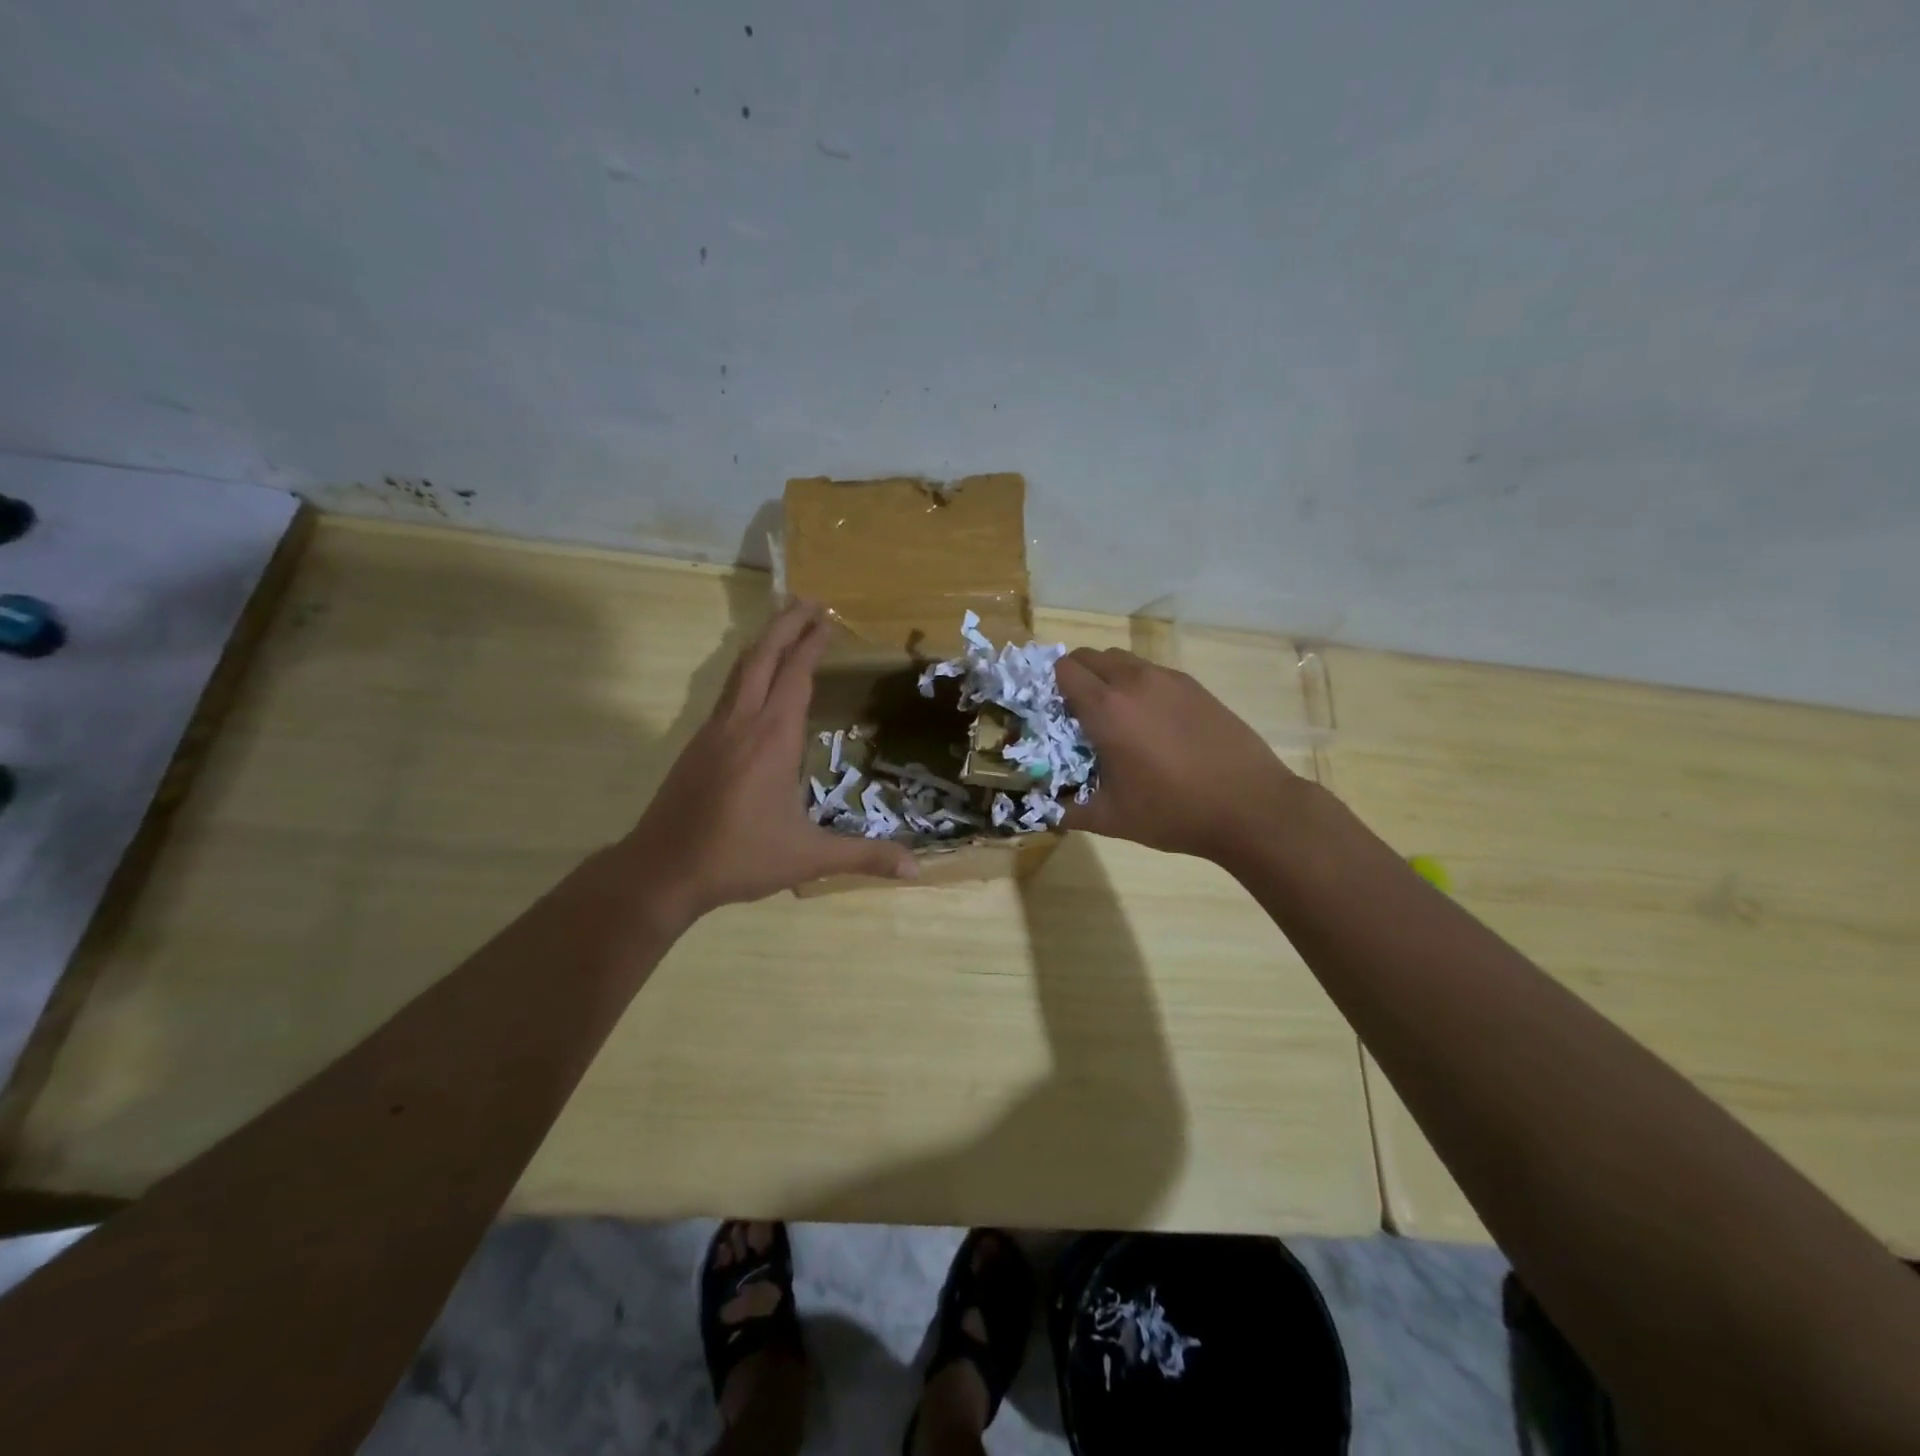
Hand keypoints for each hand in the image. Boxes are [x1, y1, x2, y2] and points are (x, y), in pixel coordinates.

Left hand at [623, 600, 915, 922]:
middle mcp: (741, 723)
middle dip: (786, 624)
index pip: (795, 676)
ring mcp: (714, 731)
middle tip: (809, 601)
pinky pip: (728, 691)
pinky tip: (756, 682)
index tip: (829, 618)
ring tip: (784, 626)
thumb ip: (863, 857)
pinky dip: (748, 670)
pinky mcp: (697, 745)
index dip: (812, 644)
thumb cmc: (740, 858)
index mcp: (772, 739)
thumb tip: (916, 868)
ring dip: (764, 643)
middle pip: (763, 657)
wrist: (662, 870)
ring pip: (739, 670)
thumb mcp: (808, 858)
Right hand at [1058, 647, 1297, 865]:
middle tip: (1079, 715)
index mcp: (1106, 709)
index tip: (1053, 714)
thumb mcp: (1111, 819)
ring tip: (1117, 718)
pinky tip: (1153, 724)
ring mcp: (1168, 680)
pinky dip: (1139, 686)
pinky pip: (1151, 672)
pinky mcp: (1194, 686)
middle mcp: (1134, 681)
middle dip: (1076, 678)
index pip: (1064, 671)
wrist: (1251, 806)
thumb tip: (1042, 808)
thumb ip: (1067, 810)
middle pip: (1090, 657)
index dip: (1051, 687)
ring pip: (1122, 660)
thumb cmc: (1173, 812)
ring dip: (1108, 678)